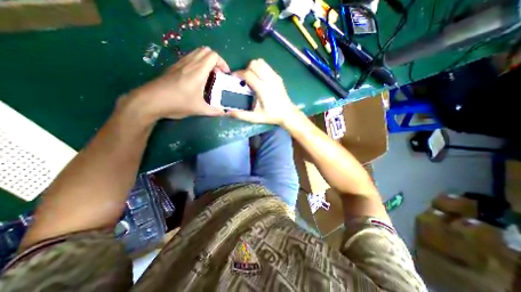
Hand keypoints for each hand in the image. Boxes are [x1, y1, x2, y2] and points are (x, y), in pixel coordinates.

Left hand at [128, 46, 227, 119]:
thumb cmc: (177, 103)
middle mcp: (190, 63)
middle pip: (206, 50)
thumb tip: (224, 112)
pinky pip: (189, 58)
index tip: (225, 74)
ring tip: (209, 75)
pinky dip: (197, 63)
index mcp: (198, 71)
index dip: (222, 63)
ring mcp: (180, 63)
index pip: (213, 55)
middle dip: (215, 60)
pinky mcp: (174, 67)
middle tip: (218, 74)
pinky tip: (197, 77)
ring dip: (206, 61)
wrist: (151, 100)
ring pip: (197, 53)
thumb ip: (214, 111)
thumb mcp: (199, 109)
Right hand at [229, 58, 301, 126]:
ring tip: (252, 77)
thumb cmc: (272, 116)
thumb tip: (228, 113)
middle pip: (254, 64)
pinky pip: (267, 66)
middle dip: (246, 69)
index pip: (248, 74)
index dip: (239, 74)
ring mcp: (275, 77)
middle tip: (244, 79)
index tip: (234, 78)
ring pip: (261, 62)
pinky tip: (260, 79)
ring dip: (254, 67)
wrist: (288, 114)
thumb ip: (242, 115)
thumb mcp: (256, 118)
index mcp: (263, 88)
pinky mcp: (278, 77)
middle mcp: (269, 79)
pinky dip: (261, 68)